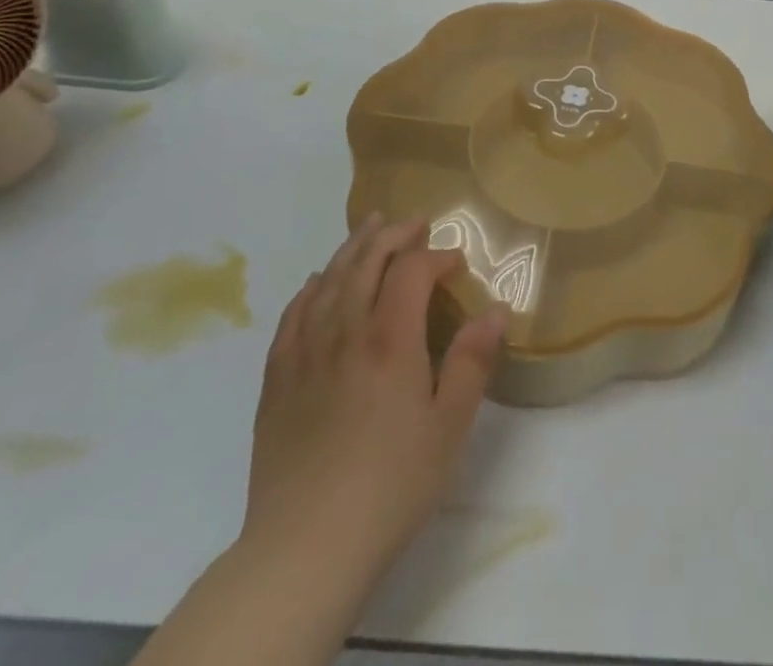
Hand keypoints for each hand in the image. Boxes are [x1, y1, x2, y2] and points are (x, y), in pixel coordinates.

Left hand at [241, 215, 507, 579]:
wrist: (305, 548)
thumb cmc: (391, 485)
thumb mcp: (449, 426)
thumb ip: (472, 362)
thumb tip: (496, 310)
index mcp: (389, 339)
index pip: (411, 271)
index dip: (436, 256)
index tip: (456, 261)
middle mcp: (345, 332)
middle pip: (365, 262)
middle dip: (392, 235)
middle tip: (413, 223)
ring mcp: (304, 354)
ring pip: (326, 280)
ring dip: (351, 249)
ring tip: (368, 229)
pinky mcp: (277, 381)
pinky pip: (291, 317)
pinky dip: (308, 290)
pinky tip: (314, 283)